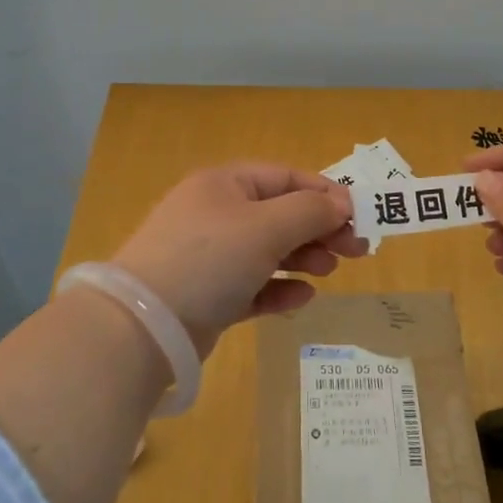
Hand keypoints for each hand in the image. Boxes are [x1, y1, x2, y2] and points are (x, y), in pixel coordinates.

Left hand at [112, 162, 366, 350]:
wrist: (145, 324)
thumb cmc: (210, 258)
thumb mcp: (266, 226)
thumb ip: (309, 212)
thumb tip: (339, 206)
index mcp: (225, 184)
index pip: (285, 177)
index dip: (324, 193)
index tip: (358, 216)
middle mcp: (216, 214)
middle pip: (280, 214)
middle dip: (319, 229)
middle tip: (357, 250)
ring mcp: (210, 256)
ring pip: (268, 251)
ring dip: (303, 258)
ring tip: (330, 271)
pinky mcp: (208, 295)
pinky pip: (253, 285)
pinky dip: (278, 289)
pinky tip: (302, 298)